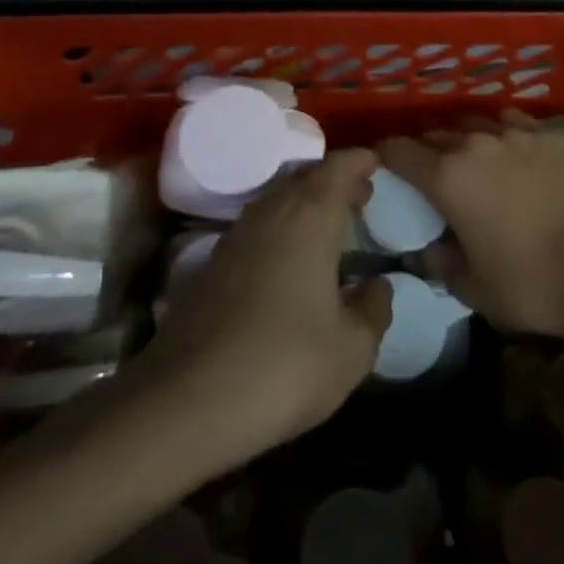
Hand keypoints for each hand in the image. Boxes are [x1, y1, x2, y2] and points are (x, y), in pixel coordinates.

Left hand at [133, 148, 392, 463]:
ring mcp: (234, 237)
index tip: (376, 164)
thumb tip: (377, 285)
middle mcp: (270, 213)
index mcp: (310, 217)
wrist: (186, 402)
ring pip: (276, 201)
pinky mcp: (209, 267)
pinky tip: (288, 263)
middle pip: (304, 177)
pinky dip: (280, 230)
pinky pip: (256, 229)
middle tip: (359, 197)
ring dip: (304, 204)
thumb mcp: (352, 348)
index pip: (338, 168)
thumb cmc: (285, 364)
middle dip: (333, 181)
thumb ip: (373, 309)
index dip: (359, 161)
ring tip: (328, 228)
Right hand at [377, 111, 563, 342]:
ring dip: (462, 140)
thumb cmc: (533, 284)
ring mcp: (516, 133)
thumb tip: (429, 248)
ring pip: (473, 124)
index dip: (383, 157)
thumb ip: (441, 264)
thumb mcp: (474, 289)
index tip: (380, 169)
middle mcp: (476, 143)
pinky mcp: (550, 135)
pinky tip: (509, 151)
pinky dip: (500, 134)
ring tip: (469, 161)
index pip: (398, 150)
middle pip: (434, 134)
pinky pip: (511, 123)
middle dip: (423, 151)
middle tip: (426, 175)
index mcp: (448, 176)